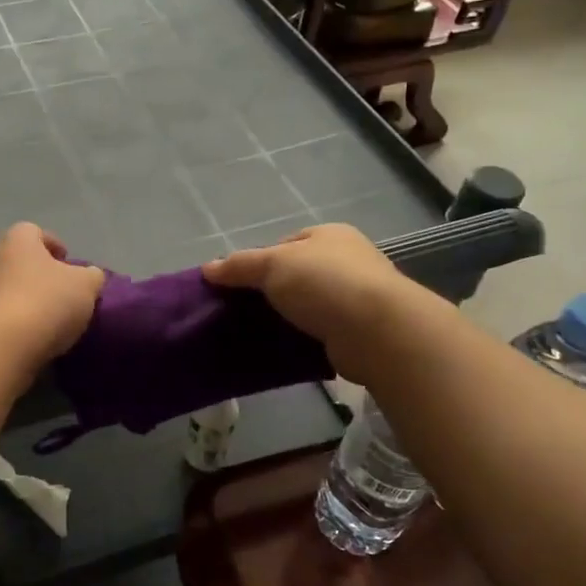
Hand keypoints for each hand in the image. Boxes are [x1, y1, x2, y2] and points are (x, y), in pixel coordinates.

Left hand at [0, 223, 104, 376]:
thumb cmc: (45, 302)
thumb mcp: (85, 286)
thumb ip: (91, 276)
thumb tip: (89, 275)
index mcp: (17, 240)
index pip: (35, 232)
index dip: (53, 245)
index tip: (67, 263)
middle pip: (15, 260)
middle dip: (34, 274)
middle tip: (57, 294)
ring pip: (0, 288)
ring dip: (18, 299)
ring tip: (41, 321)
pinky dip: (6, 323)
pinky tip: (23, 339)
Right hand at [202, 223, 418, 384]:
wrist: (377, 330)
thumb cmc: (324, 284)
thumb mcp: (273, 265)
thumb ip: (239, 265)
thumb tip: (207, 268)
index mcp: (329, 235)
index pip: (285, 245)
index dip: (259, 263)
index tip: (239, 286)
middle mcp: (347, 261)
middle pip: (297, 275)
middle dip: (272, 293)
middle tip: (244, 313)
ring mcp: (357, 296)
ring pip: (309, 306)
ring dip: (288, 319)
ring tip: (260, 334)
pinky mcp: (360, 330)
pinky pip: (321, 332)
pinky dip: (304, 339)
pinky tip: (286, 350)